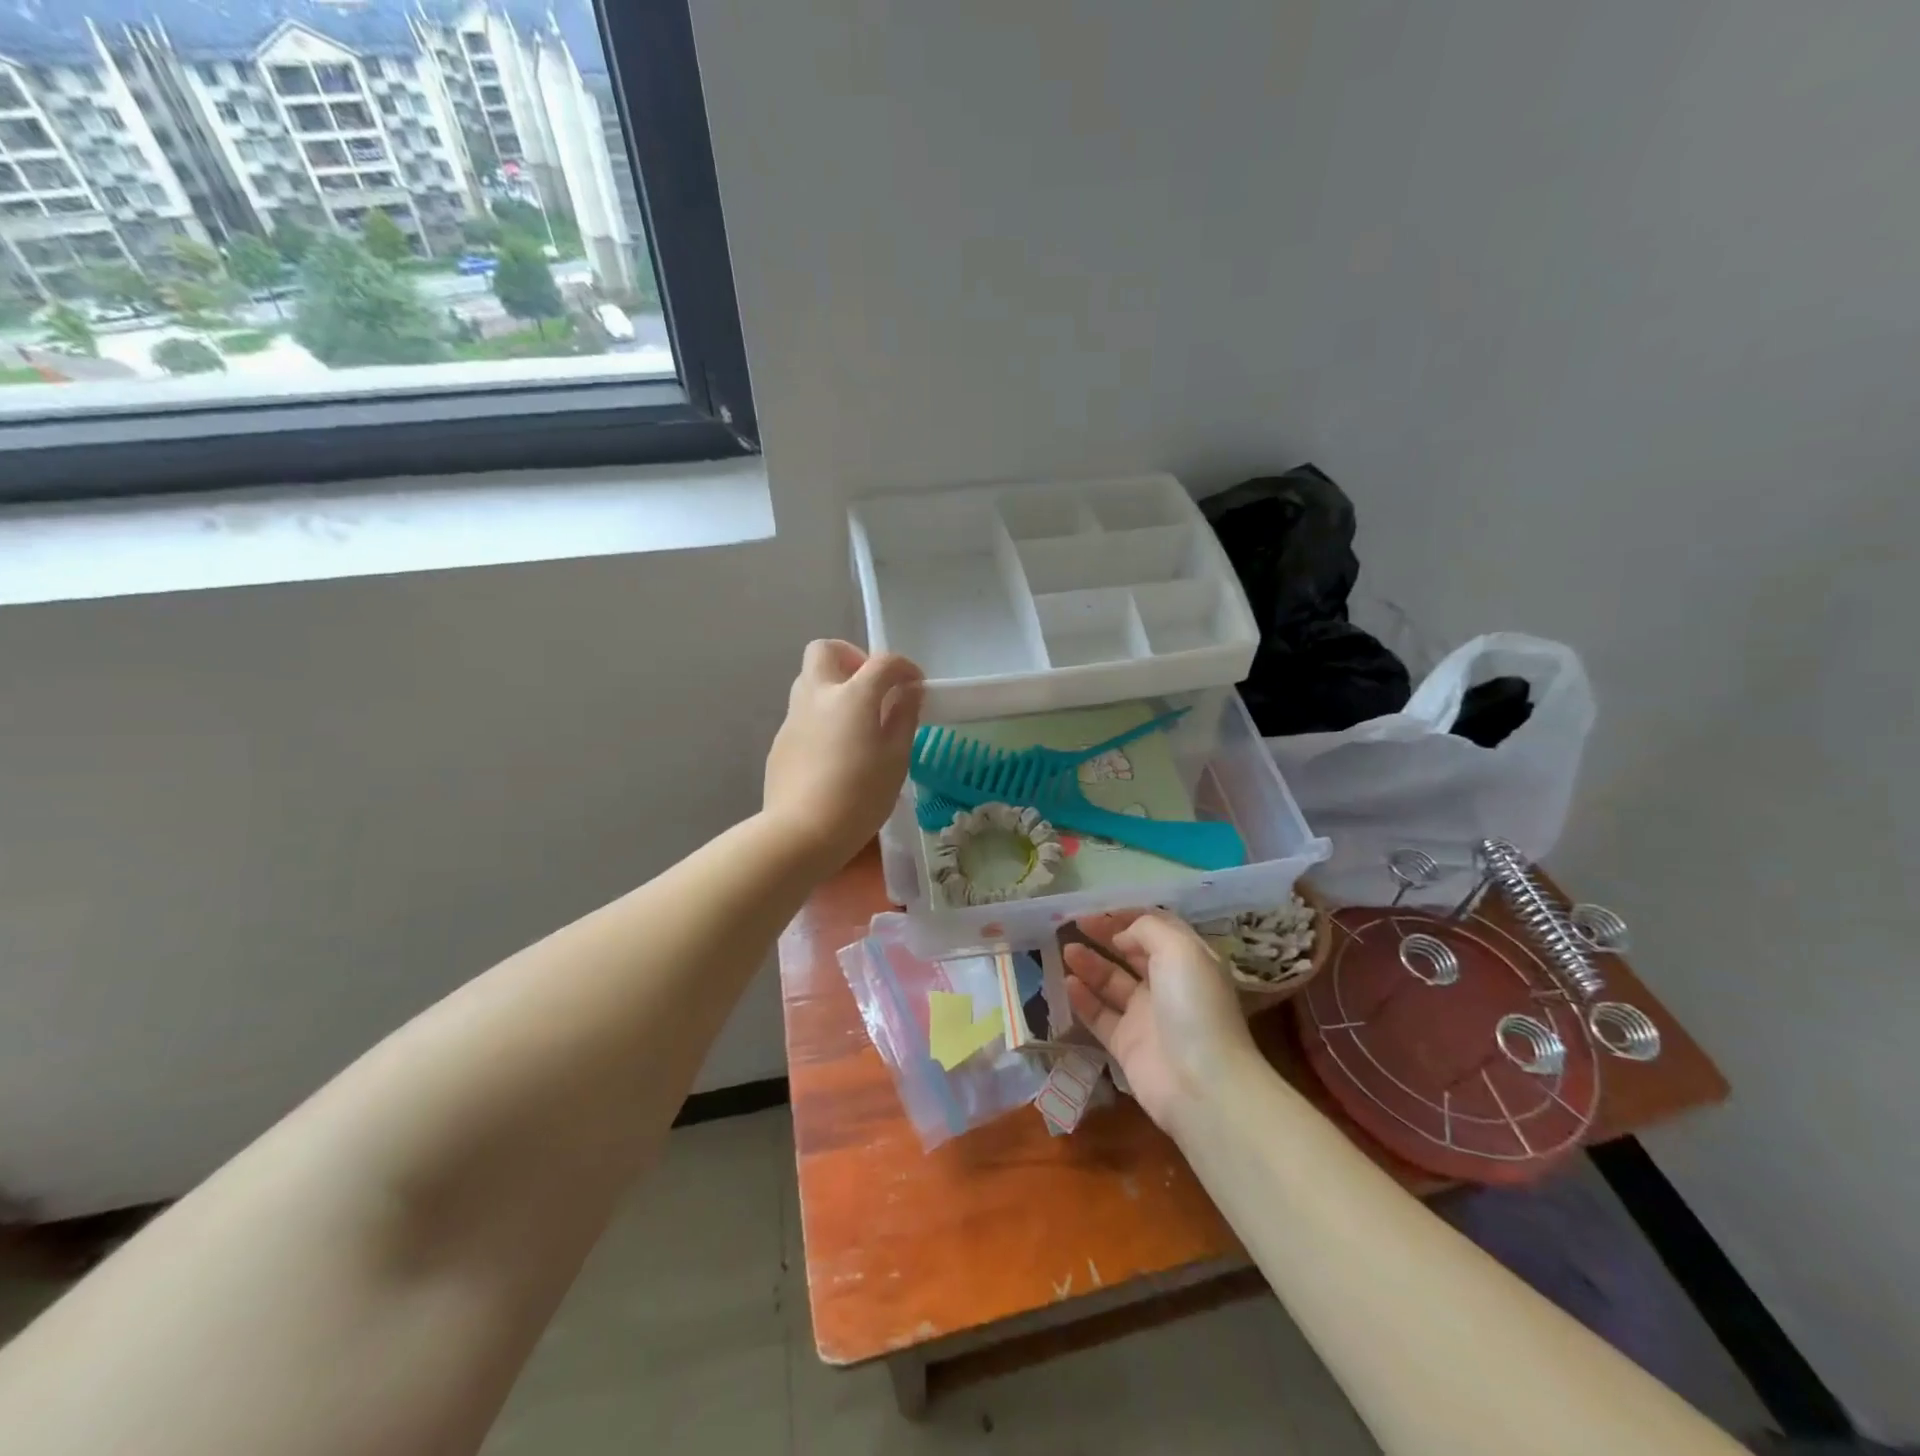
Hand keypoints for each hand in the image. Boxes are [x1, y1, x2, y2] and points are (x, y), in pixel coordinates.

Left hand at [763, 640, 923, 867]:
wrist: (801, 833)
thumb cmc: (860, 796)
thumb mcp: (896, 759)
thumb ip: (903, 717)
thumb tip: (909, 691)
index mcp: (852, 696)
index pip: (882, 662)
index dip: (904, 668)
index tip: (915, 686)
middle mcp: (817, 695)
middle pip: (826, 650)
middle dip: (851, 658)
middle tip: (871, 688)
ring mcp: (793, 718)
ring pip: (809, 680)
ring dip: (833, 686)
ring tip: (855, 721)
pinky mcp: (780, 742)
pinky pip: (802, 714)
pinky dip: (821, 717)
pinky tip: (834, 753)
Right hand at [1063, 909, 1258, 1130]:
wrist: (1202, 1085)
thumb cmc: (1194, 1006)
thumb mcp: (1179, 949)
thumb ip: (1147, 930)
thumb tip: (1121, 935)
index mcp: (1188, 960)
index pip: (1155, 929)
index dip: (1126, 916)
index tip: (1097, 908)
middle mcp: (1168, 985)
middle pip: (1130, 953)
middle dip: (1104, 936)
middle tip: (1072, 924)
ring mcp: (1146, 1016)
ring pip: (1111, 983)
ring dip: (1089, 964)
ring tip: (1066, 951)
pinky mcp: (1127, 1044)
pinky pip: (1099, 1015)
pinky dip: (1083, 999)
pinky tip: (1067, 984)